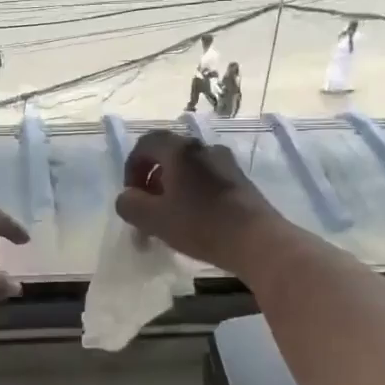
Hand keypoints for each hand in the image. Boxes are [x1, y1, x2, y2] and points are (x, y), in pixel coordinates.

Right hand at [113, 130, 283, 273]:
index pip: (146, 144)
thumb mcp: (154, 219)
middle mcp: (203, 148)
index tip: (131, 195)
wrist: (257, 240)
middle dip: (151, 180)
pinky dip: (192, 194)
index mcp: (180, 150)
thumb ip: (130, 205)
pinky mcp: (240, 181)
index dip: (131, 167)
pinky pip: (206, 180)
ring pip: (188, 169)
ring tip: (168, 217)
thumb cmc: (201, 224)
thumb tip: (127, 198)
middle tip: (146, 207)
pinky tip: (193, 220)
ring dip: (172, 188)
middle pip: (168, 155)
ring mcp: (226, 163)